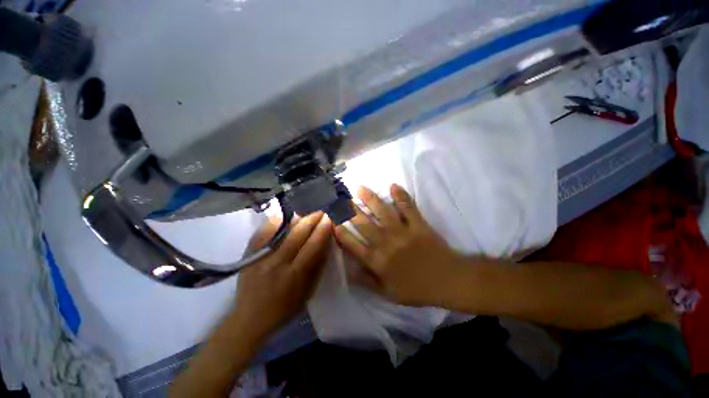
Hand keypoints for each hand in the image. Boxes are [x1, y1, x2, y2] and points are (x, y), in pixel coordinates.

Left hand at [232, 212, 331, 341]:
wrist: (250, 318)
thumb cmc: (285, 308)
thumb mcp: (308, 292)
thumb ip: (318, 266)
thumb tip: (325, 243)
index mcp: (295, 275)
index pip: (313, 245)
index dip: (322, 230)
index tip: (329, 218)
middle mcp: (278, 262)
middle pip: (298, 233)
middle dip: (312, 219)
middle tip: (321, 211)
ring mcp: (261, 256)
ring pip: (281, 229)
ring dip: (296, 218)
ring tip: (306, 213)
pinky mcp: (249, 254)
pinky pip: (263, 231)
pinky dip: (275, 221)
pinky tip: (284, 216)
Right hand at [334, 185, 465, 306]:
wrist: (447, 281)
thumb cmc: (416, 288)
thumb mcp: (388, 293)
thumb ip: (366, 281)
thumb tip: (347, 270)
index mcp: (378, 261)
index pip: (353, 245)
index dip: (341, 232)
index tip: (332, 221)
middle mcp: (386, 243)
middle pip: (364, 224)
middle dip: (350, 211)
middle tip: (341, 199)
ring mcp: (402, 231)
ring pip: (382, 212)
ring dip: (370, 199)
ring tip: (360, 188)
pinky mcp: (418, 224)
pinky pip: (408, 207)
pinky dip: (401, 196)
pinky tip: (393, 185)